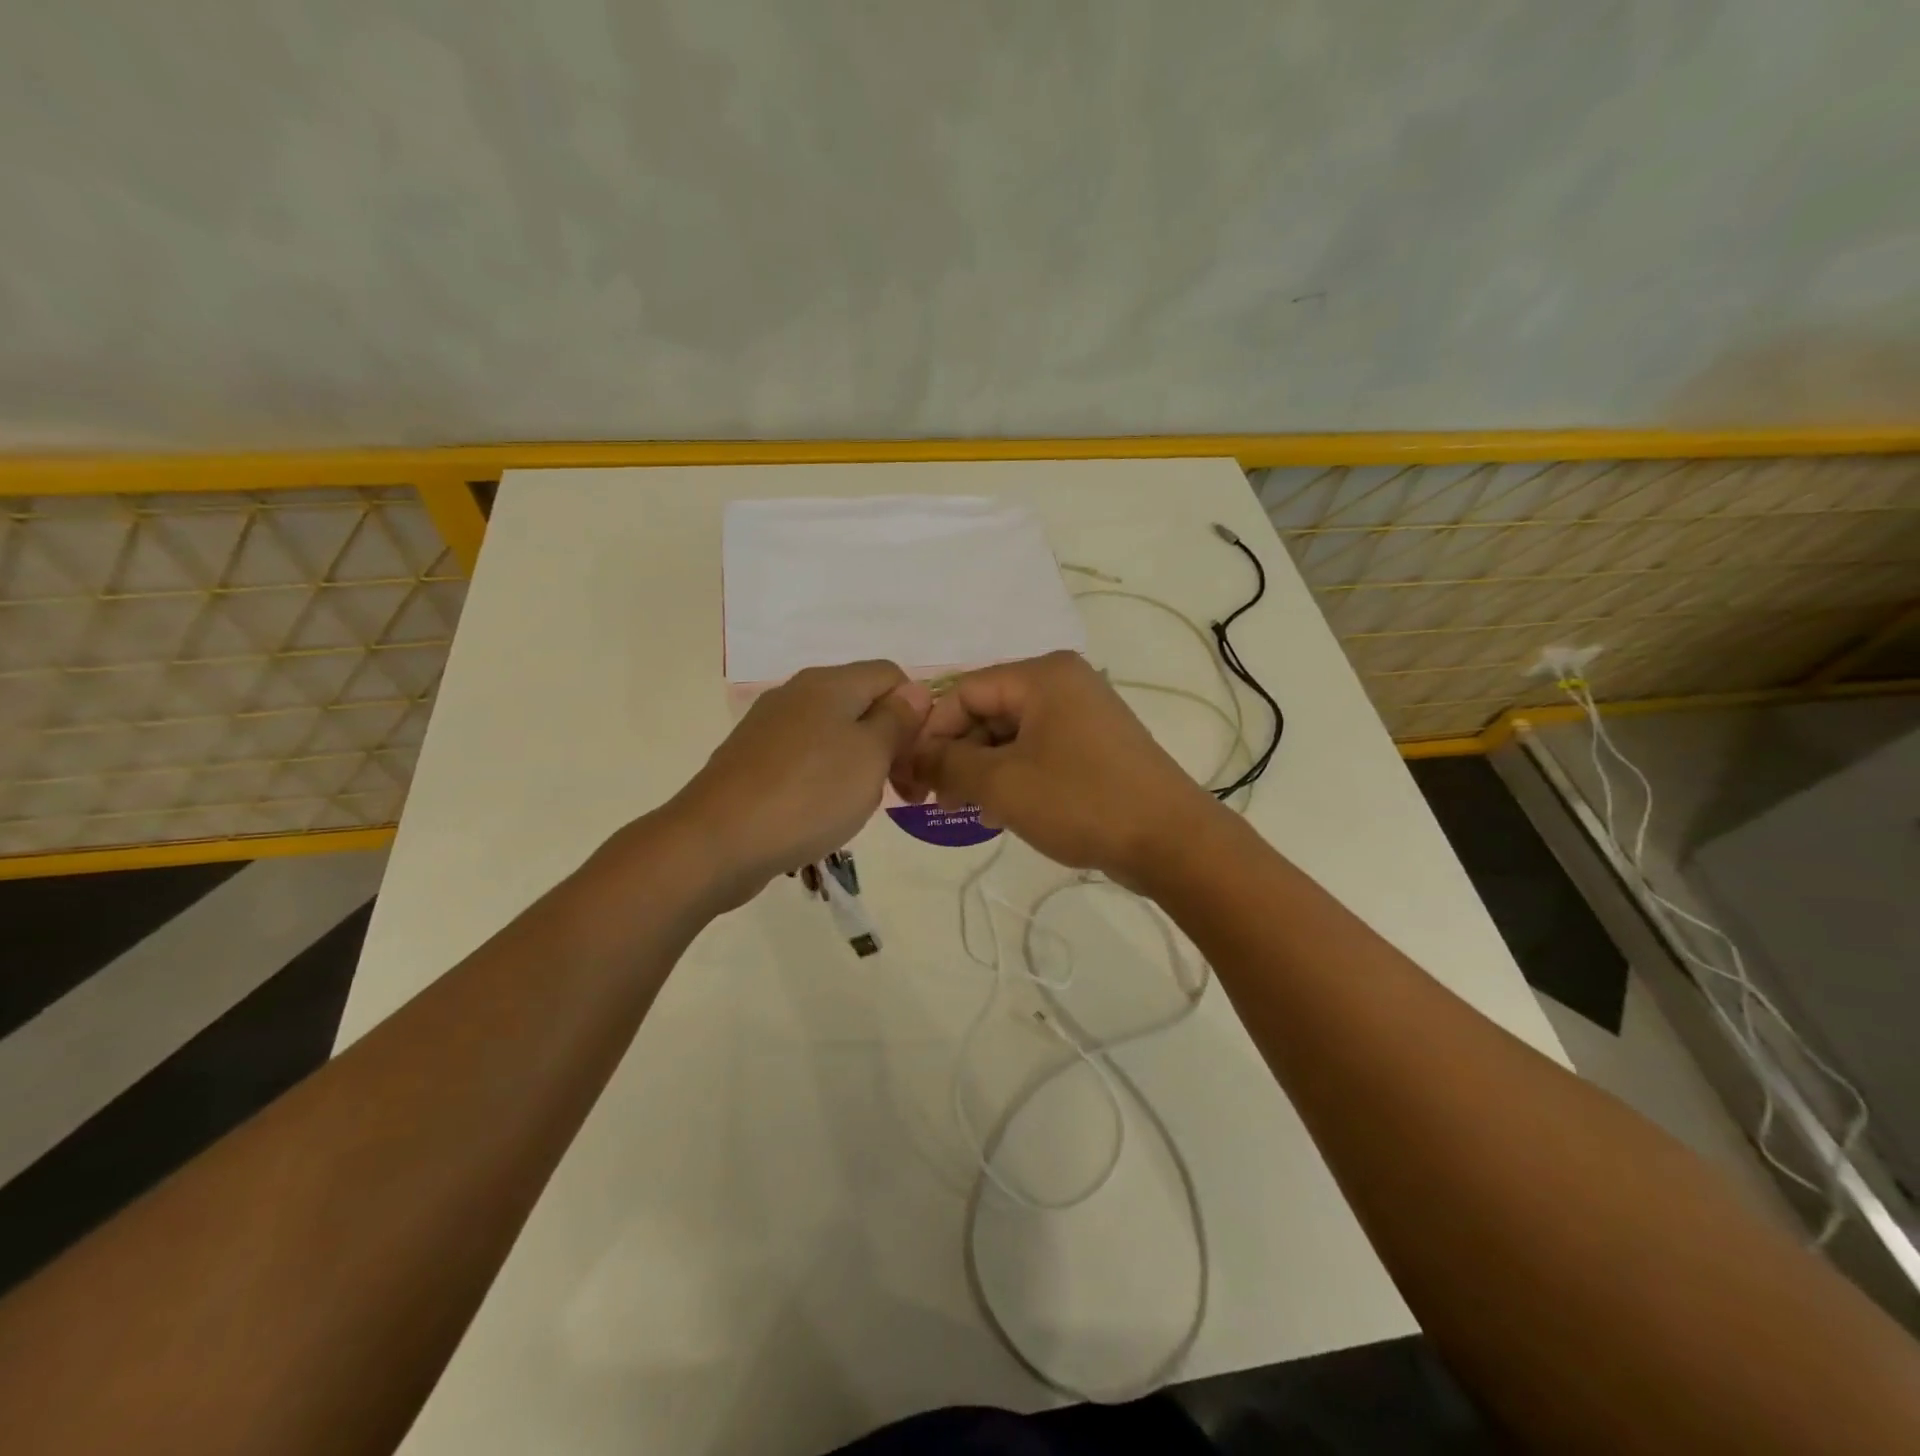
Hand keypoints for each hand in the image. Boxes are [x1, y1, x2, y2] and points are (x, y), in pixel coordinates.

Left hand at [668, 660, 930, 909]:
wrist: (716, 842)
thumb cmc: (809, 794)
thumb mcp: (871, 756)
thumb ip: (898, 719)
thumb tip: (915, 691)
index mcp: (829, 683)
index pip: (890, 675)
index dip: (915, 711)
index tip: (918, 758)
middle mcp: (797, 693)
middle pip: (861, 703)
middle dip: (890, 742)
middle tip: (902, 792)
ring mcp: (769, 726)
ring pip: (834, 733)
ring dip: (859, 763)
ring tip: (862, 805)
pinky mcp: (752, 759)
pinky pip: (805, 757)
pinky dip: (826, 778)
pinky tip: (823, 811)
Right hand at [900, 650, 1225, 887]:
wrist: (1171, 841)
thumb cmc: (1081, 801)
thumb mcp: (1002, 783)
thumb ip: (948, 764)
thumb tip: (915, 757)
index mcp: (1042, 675)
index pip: (964, 691)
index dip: (930, 733)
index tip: (911, 778)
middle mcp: (1063, 683)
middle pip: (988, 710)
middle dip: (956, 754)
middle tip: (935, 799)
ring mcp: (1083, 714)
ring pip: (1011, 734)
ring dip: (981, 769)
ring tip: (965, 809)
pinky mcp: (1095, 746)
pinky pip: (1038, 751)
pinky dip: (1013, 775)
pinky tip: (999, 810)